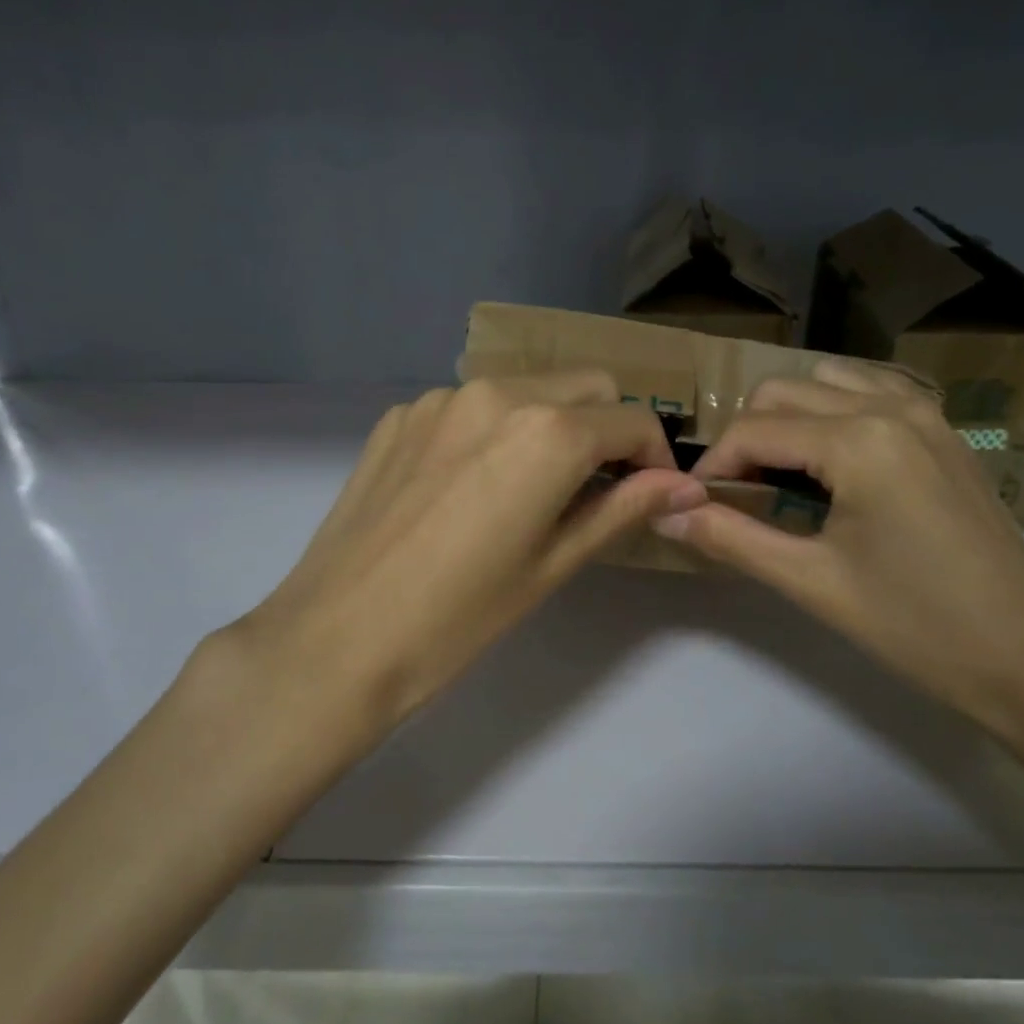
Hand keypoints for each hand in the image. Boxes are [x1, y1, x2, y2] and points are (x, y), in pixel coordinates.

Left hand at [217, 371, 707, 733]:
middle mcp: (497, 393)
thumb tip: (686, 486)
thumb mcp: (554, 564)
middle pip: (584, 385)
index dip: (655, 454)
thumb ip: (623, 509)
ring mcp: (440, 398)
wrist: (336, 638)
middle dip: (608, 426)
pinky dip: (493, 429)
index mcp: (547, 431)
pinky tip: (469, 486)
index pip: (632, 419)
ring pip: (525, 387)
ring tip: (532, 487)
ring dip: (550, 422)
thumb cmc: (459, 617)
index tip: (653, 490)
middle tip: (599, 485)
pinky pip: (469, 405)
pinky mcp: (399, 415)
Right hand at [653, 358, 1023, 739]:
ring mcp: (925, 412)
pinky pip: (871, 391)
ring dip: (788, 417)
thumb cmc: (916, 625)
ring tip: (780, 474)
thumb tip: (663, 513)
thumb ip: (730, 537)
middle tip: (735, 494)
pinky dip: (834, 409)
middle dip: (745, 438)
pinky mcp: (944, 430)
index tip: (695, 505)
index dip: (713, 465)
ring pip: (825, 382)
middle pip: (782, 393)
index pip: (753, 430)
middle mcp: (889, 406)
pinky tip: (833, 460)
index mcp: (857, 440)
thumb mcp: (811, 582)